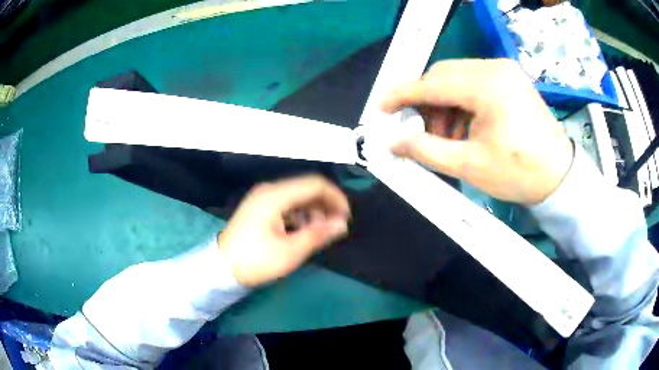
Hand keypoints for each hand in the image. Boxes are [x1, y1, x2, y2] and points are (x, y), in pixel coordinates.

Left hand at [218, 175, 349, 286]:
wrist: (222, 268)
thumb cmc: (255, 260)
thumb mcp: (290, 251)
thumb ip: (318, 234)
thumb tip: (342, 224)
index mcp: (275, 196)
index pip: (314, 184)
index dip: (335, 197)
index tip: (346, 216)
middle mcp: (269, 190)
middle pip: (306, 188)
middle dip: (325, 205)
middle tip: (336, 226)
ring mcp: (263, 198)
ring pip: (297, 196)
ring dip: (314, 211)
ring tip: (321, 232)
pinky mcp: (260, 208)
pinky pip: (287, 204)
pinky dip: (300, 215)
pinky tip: (304, 231)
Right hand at [381, 59, 573, 204]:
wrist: (559, 176)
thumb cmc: (518, 173)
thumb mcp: (470, 165)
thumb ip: (426, 150)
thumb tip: (394, 142)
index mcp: (487, 86)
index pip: (432, 82)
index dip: (402, 94)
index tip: (382, 107)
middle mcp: (495, 68)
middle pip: (443, 75)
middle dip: (426, 102)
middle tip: (420, 131)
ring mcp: (504, 70)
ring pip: (457, 78)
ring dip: (444, 104)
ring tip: (447, 136)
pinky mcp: (509, 78)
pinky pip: (473, 82)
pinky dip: (461, 102)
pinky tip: (465, 126)